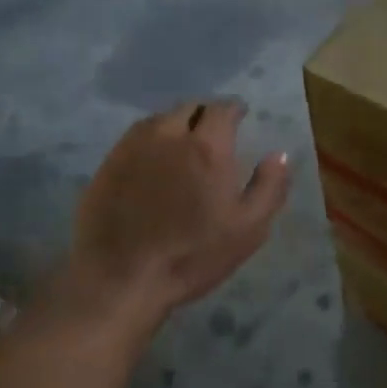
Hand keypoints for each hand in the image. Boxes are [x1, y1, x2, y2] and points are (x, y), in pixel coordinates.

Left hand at [66, 101, 290, 323]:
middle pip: (189, 108)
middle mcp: (168, 135)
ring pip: (160, 120)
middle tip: (214, 132)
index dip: (234, 109)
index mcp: (207, 146)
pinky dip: (151, 139)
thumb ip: (270, 186)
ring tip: (183, 144)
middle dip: (205, 114)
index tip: (240, 116)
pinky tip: (153, 161)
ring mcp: (132, 147)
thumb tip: (279, 154)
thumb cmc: (192, 255)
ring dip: (177, 124)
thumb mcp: (248, 229)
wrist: (120, 278)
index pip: (222, 109)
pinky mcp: (108, 163)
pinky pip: (135, 137)